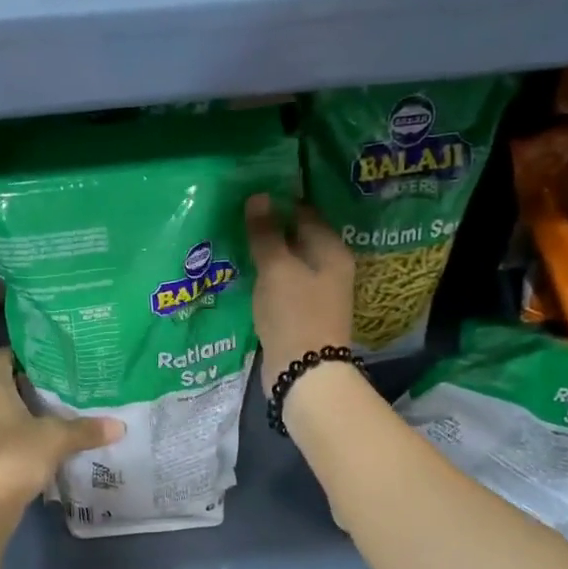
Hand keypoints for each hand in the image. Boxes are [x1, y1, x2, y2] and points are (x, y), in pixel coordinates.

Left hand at [0, 349, 124, 515]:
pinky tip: (47, 442)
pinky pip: (4, 435)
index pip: (1, 356)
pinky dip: (23, 434)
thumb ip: (86, 429)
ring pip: (4, 412)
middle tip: (64, 383)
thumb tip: (119, 426)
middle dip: (32, 384)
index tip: (50, 355)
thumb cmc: (16, 457)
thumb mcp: (57, 439)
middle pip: (4, 384)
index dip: (23, 352)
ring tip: (60, 411)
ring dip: (28, 412)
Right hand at [245, 194, 354, 394]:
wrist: (304, 373)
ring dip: (266, 256)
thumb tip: (258, 197)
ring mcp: (316, 295)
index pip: (306, 213)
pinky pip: (281, 287)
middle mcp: (330, 270)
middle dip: (270, 230)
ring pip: (288, 265)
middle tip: (236, 217)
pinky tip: (245, 276)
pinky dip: (265, 280)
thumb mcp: (277, 269)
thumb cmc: (295, 314)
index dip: (280, 202)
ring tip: (235, 243)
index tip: (251, 195)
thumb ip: (266, 234)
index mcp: (332, 252)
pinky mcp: (301, 316)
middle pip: (298, 239)